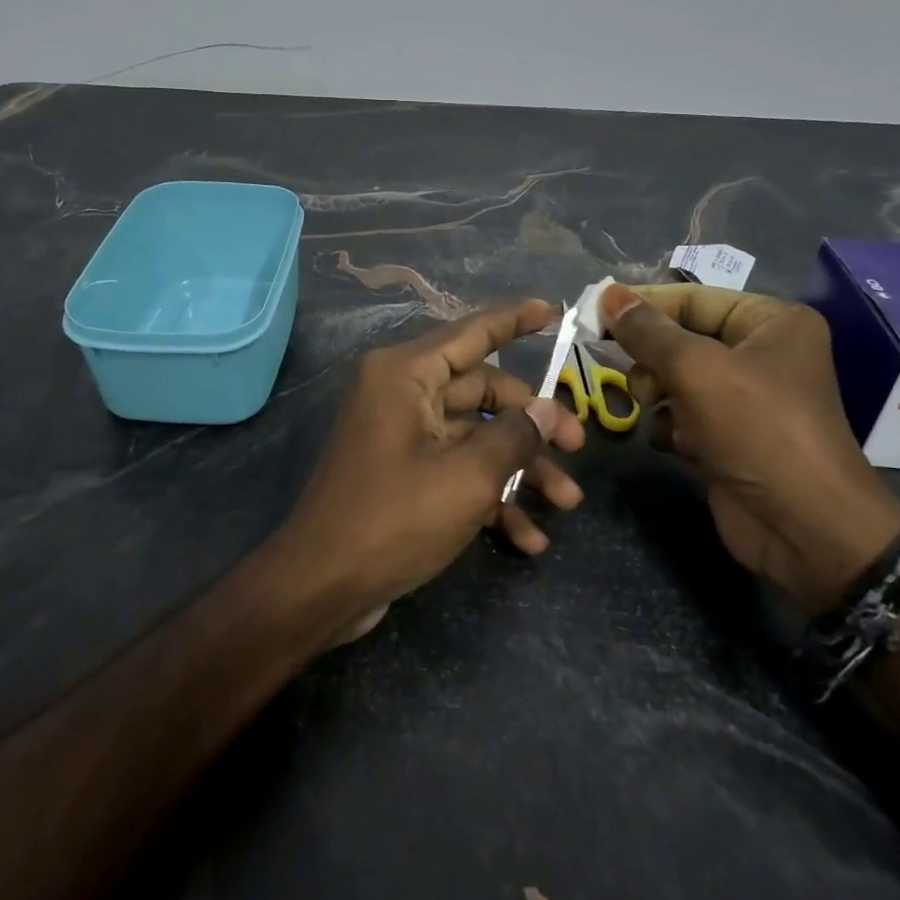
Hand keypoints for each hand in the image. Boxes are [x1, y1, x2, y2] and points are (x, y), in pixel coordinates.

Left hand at [280, 300, 586, 636]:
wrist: (321, 587)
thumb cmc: (394, 518)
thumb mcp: (467, 476)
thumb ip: (515, 435)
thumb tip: (550, 409)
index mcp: (407, 374)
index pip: (472, 332)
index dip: (515, 320)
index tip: (555, 311)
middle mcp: (402, 394)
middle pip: (482, 392)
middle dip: (532, 424)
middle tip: (578, 448)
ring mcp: (402, 436)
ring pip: (475, 437)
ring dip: (519, 469)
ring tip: (566, 504)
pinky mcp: (404, 474)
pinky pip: (456, 470)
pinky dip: (489, 497)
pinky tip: (528, 538)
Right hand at [600, 283, 899, 613]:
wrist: (804, 527)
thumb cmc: (757, 430)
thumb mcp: (697, 369)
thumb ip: (647, 332)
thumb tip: (607, 294)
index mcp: (770, 322)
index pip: (692, 299)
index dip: (642, 306)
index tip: (593, 315)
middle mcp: (761, 354)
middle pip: (681, 339)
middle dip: (651, 359)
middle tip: (638, 380)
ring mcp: (745, 399)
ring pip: (676, 378)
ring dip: (656, 394)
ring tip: (655, 411)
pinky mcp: (730, 437)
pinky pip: (683, 415)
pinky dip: (669, 425)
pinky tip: (672, 442)